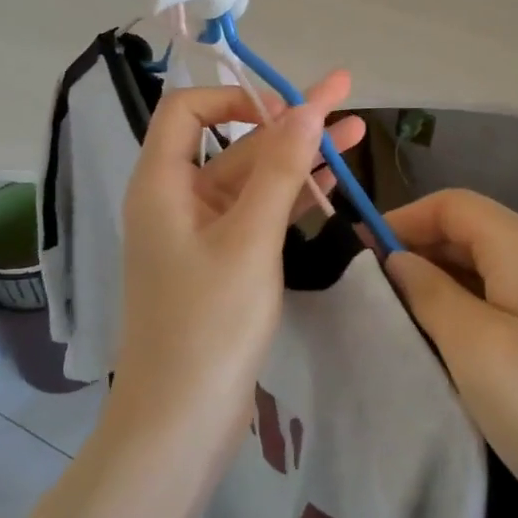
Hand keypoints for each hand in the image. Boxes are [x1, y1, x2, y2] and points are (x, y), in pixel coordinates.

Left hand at [110, 71, 364, 456]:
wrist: (180, 422)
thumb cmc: (208, 324)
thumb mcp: (250, 239)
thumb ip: (279, 169)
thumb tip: (306, 107)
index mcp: (162, 184)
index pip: (188, 110)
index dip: (236, 98)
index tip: (287, 110)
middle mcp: (176, 200)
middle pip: (231, 143)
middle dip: (288, 121)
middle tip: (344, 95)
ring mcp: (199, 234)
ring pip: (251, 181)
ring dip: (298, 158)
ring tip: (356, 133)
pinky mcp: (220, 264)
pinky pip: (256, 216)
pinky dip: (290, 198)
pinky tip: (332, 184)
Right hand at [383, 190, 517, 517]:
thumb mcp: (475, 349)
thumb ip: (429, 293)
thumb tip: (399, 260)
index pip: (452, 205)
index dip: (403, 219)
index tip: (359, 253)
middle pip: (471, 230)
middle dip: (419, 250)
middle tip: (373, 293)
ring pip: (487, 266)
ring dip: (441, 281)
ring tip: (401, 318)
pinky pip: (507, 297)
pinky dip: (469, 305)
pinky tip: (448, 340)